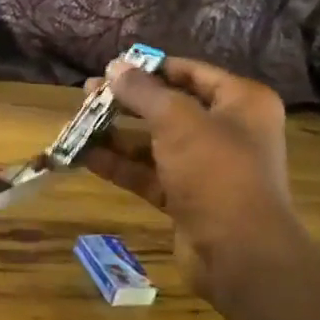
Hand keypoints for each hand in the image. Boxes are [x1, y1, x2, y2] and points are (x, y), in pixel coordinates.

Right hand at [81, 57, 303, 307]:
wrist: (240, 253)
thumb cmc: (216, 170)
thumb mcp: (177, 121)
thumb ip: (143, 91)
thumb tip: (114, 66)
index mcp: (241, 102)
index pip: (191, 73)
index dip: (151, 68)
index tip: (113, 67)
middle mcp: (228, 130)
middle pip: (170, 107)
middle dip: (127, 102)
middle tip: (87, 94)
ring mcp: (207, 168)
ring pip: (155, 143)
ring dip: (118, 135)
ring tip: (78, 123)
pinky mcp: (188, 199)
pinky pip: (150, 174)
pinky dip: (121, 165)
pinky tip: (85, 156)